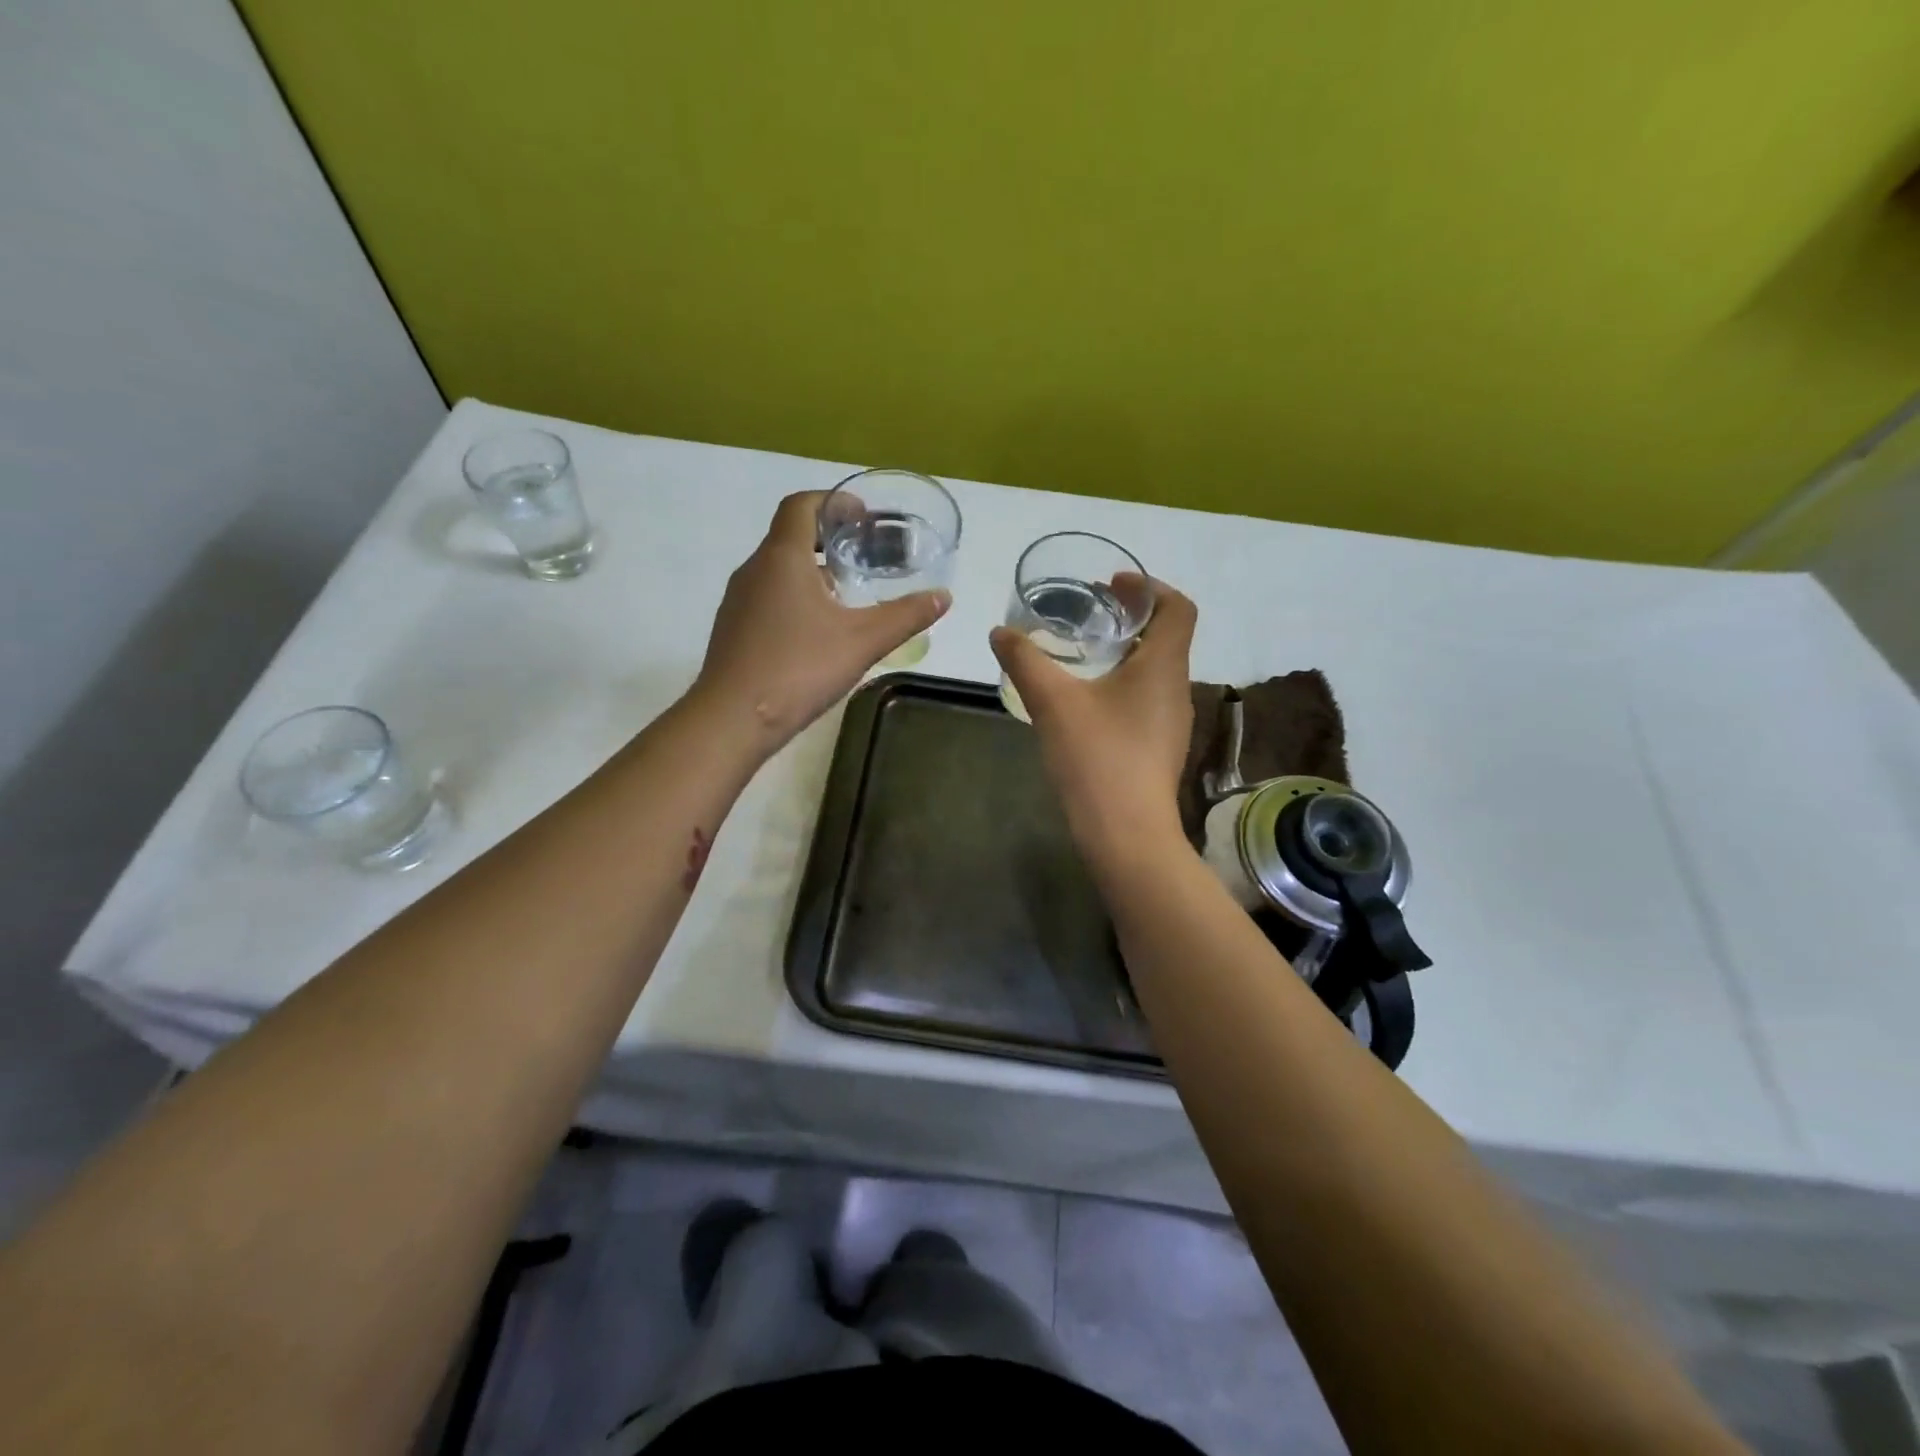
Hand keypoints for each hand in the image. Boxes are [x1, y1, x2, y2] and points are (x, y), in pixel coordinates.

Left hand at [694, 491, 949, 751]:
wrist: (732, 719)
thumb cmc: (799, 669)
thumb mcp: (863, 641)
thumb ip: (905, 616)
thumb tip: (943, 596)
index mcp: (783, 558)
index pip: (801, 505)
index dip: (833, 502)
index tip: (862, 516)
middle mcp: (754, 569)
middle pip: (790, 536)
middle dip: (828, 538)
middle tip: (864, 555)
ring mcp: (738, 601)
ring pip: (778, 569)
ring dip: (812, 571)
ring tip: (848, 594)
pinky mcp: (733, 629)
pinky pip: (768, 597)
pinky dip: (795, 597)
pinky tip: (817, 631)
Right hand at [990, 576, 1197, 868]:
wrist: (1126, 834)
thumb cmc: (1097, 757)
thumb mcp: (1053, 703)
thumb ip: (1025, 661)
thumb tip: (1000, 632)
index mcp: (1163, 666)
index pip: (1179, 607)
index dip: (1150, 586)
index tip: (1112, 585)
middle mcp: (1176, 687)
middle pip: (1167, 636)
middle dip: (1131, 617)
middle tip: (1090, 612)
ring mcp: (1171, 721)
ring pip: (1156, 669)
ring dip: (1127, 651)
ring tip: (1084, 652)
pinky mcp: (1159, 746)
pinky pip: (1146, 698)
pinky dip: (1123, 683)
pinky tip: (1088, 700)